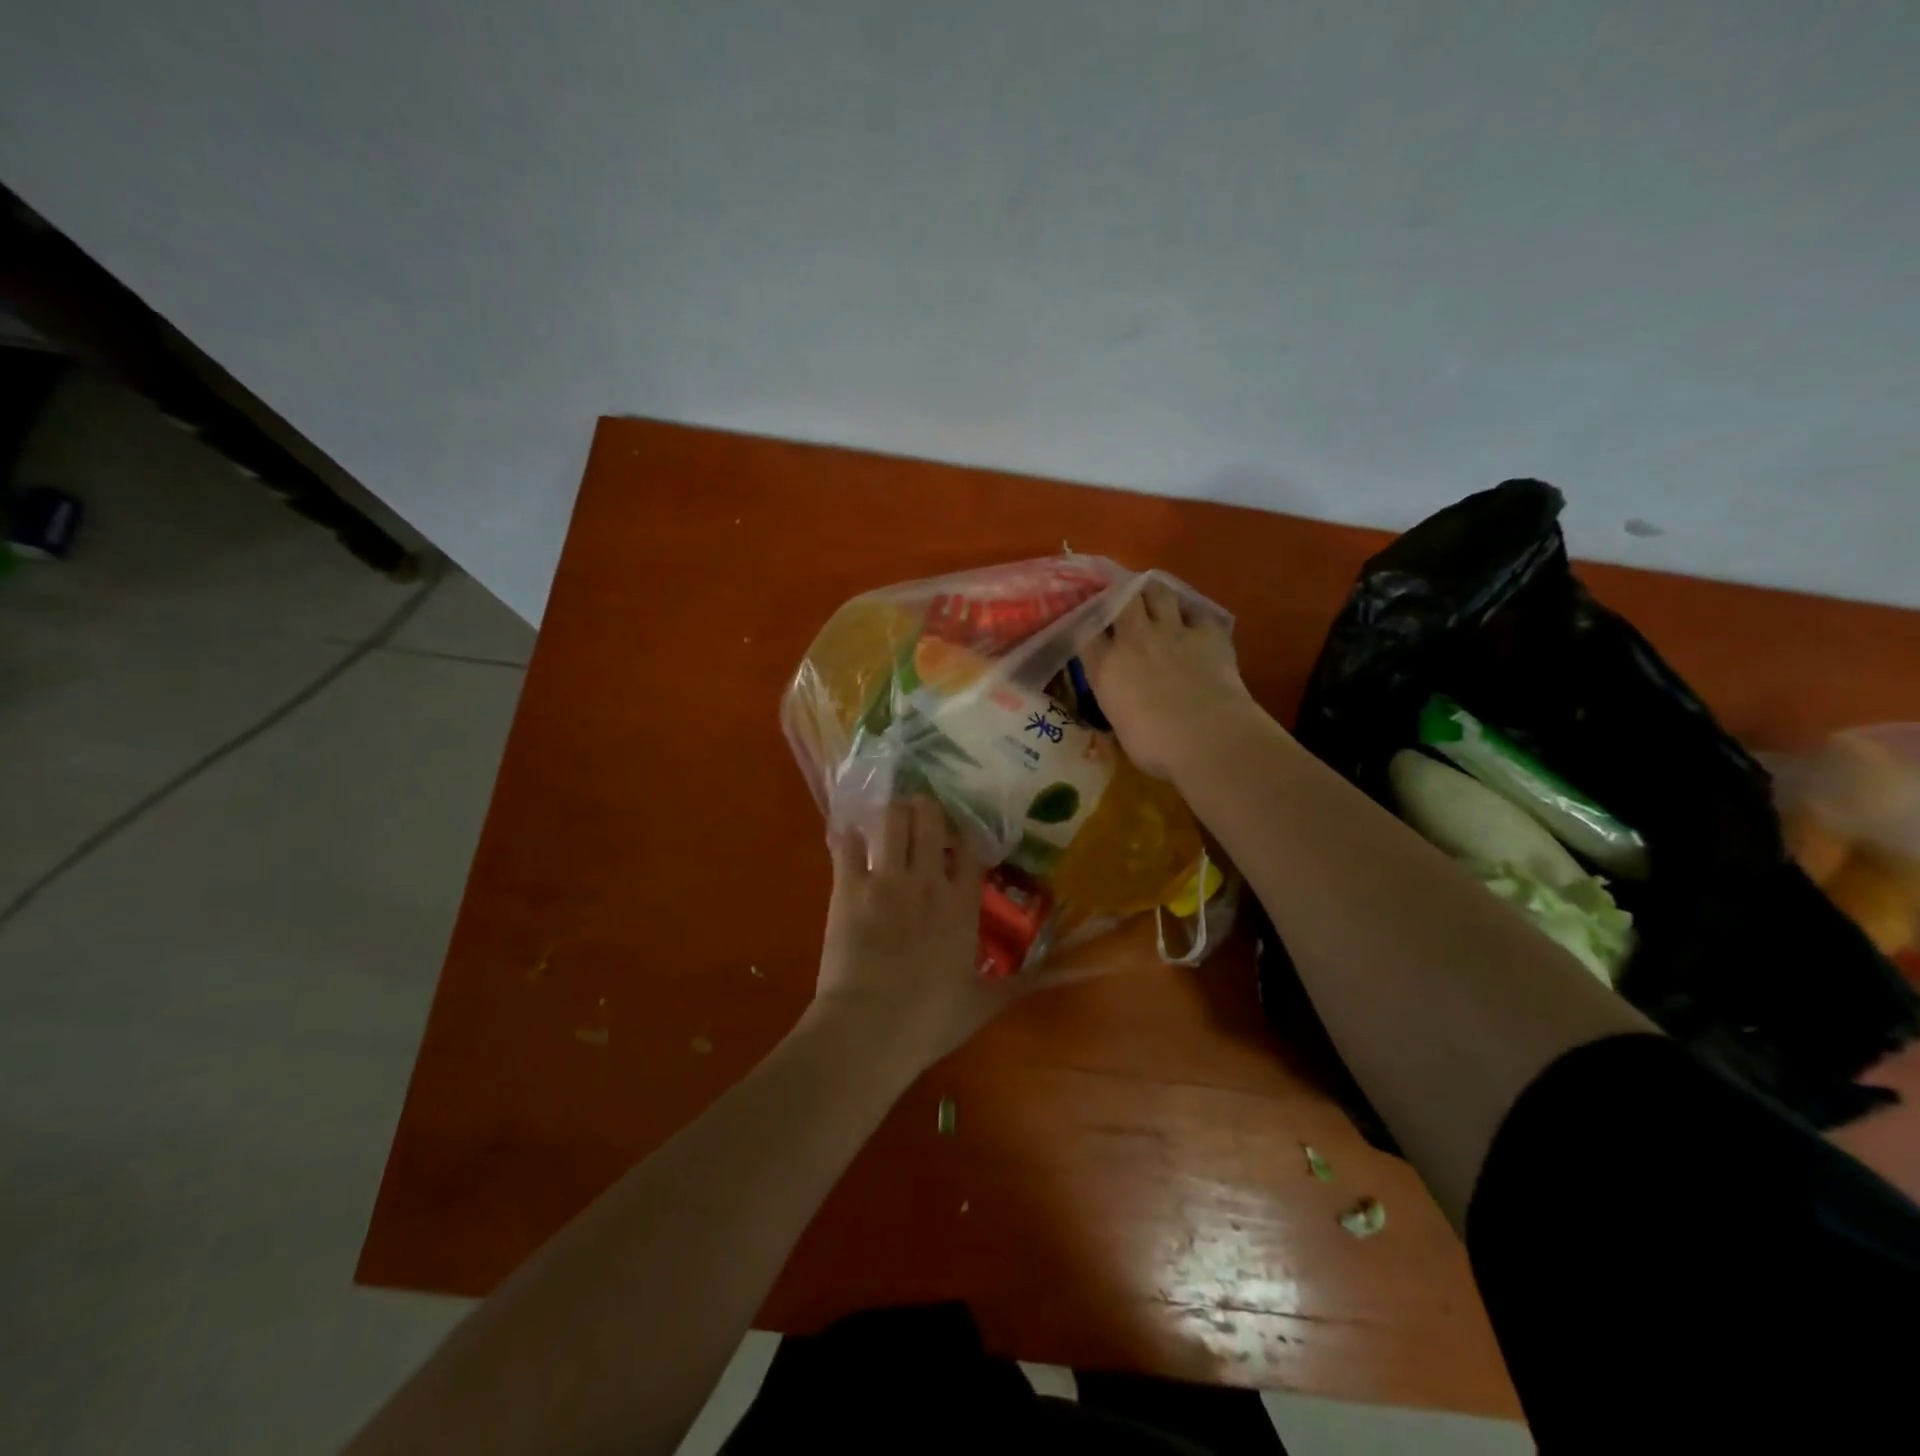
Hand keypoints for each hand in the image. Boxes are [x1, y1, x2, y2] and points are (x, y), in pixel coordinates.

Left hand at [809, 797, 1022, 1074]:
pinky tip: (849, 840)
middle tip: (917, 817)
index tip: (956, 835)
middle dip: (923, 810)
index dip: (963, 833)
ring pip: (891, 819)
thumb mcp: (982, 1005)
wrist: (869, 1029)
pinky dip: (847, 837)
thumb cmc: (929, 1020)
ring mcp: (886, 879)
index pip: (969, 846)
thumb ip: (1017, 983)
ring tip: (887, 821)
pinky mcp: (848, 886)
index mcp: (962, 903)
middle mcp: (928, 879)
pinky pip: (846, 843)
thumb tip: (1047, 970)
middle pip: (929, 818)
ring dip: (890, 814)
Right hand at [1080, 579, 1258, 780]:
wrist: (1207, 738)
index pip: (1087, 631)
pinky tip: (1193, 620)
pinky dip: (1192, 612)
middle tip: (1124, 601)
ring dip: (1154, 593)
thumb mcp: (1121, 727)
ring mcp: (1172, 631)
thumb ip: (1118, 703)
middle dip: (1121, 595)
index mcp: (1105, 667)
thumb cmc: (1156, 747)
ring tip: (1155, 599)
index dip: (1089, 623)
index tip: (1093, 626)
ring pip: (1157, 591)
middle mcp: (1134, 639)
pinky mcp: (1208, 632)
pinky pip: (1197, 609)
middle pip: (1121, 598)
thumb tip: (1125, 703)